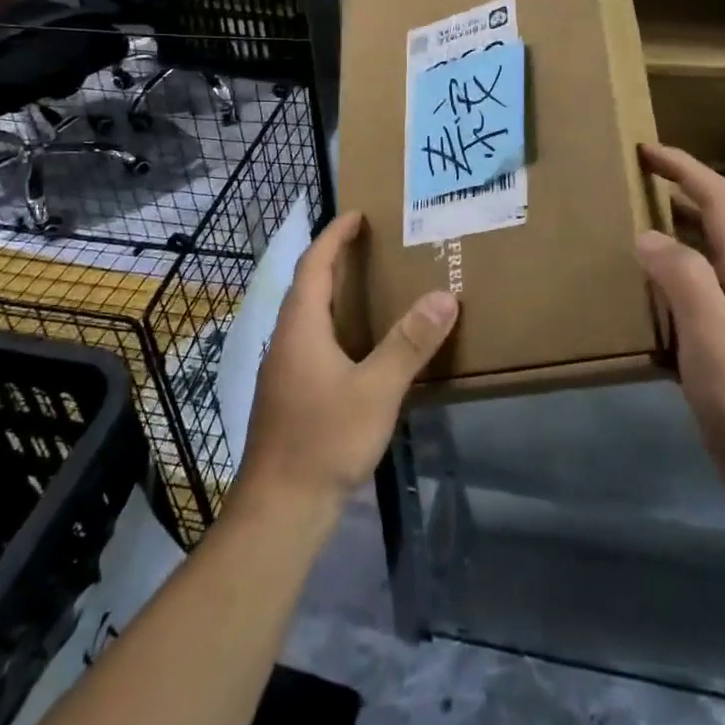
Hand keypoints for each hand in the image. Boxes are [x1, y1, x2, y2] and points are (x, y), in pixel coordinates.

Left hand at [235, 211, 457, 516]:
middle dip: (335, 260)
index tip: (358, 215)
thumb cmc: (325, 440)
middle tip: (371, 245)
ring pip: (309, 316)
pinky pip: (313, 341)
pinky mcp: (290, 394)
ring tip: (371, 286)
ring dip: (335, 293)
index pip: (314, 264)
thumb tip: (444, 296)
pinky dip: (335, 325)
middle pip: (308, 286)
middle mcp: (287, 340)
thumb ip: (410, 343)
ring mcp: (285, 369)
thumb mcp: (376, 389)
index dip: (334, 235)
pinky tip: (360, 346)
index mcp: (301, 327)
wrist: (279, 509)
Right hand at [637, 144, 724, 522]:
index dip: (684, 167)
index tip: (645, 148)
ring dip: (673, 234)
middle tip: (631, 183)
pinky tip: (644, 298)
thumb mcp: (714, 337)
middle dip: (677, 192)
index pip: (719, 200)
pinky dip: (670, 279)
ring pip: (705, 259)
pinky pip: (697, 296)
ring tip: (629, 229)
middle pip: (715, 222)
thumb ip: (683, 278)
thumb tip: (646, 235)